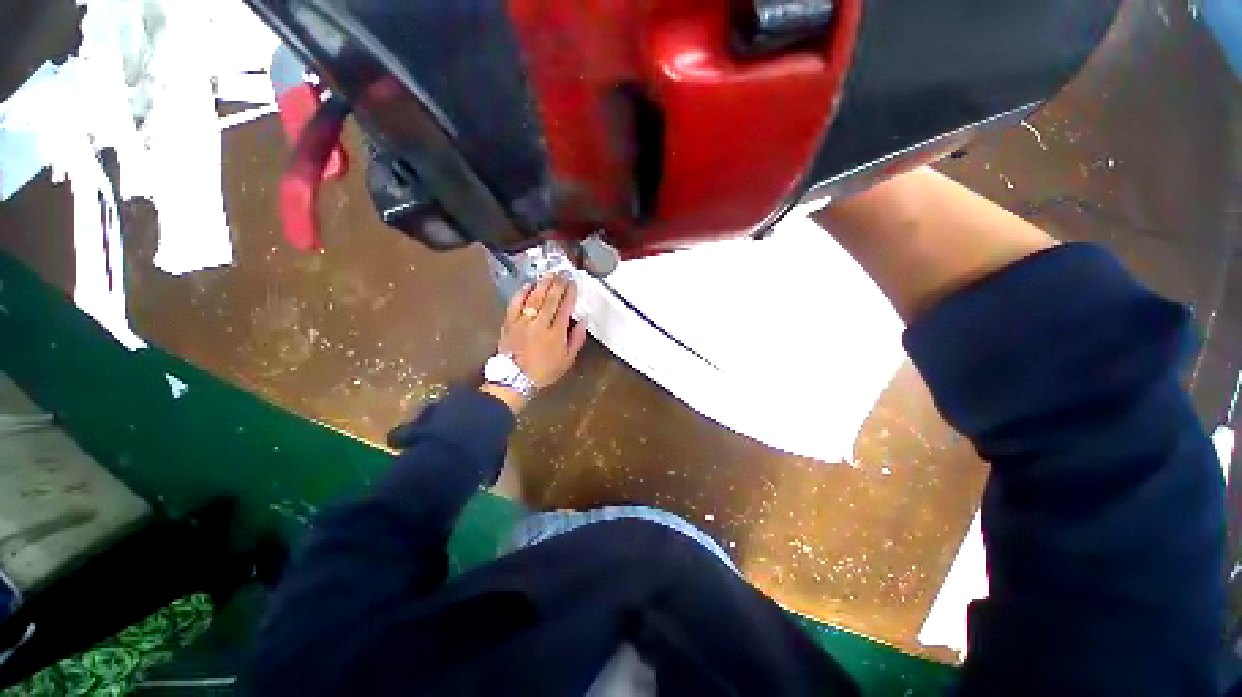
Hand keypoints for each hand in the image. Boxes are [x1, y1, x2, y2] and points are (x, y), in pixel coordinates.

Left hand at [484, 275, 587, 410]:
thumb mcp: (567, 360)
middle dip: (558, 284)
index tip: (573, 284)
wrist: (515, 379)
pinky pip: (515, 303)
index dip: (570, 294)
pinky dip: (522, 293)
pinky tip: (528, 285)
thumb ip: (576, 340)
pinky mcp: (509, 322)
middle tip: (563, 274)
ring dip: (542, 284)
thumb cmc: (544, 371)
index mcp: (556, 333)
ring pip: (534, 298)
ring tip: (549, 275)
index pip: (564, 307)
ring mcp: (522, 322)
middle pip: (550, 299)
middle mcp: (539, 324)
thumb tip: (583, 321)